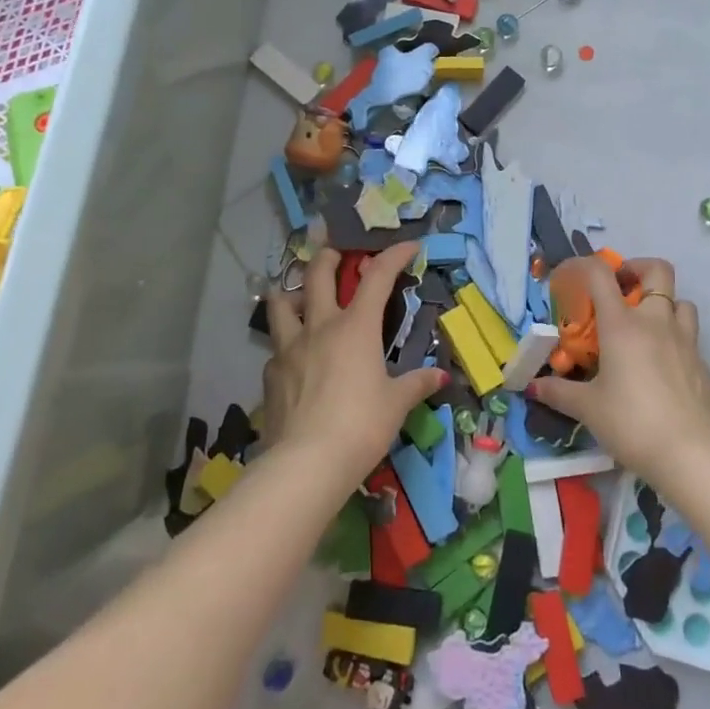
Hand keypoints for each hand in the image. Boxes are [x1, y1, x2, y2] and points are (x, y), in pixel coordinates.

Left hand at [263, 242, 446, 486]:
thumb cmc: (362, 426)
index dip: (394, 255)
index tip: (408, 245)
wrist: (307, 463)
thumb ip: (416, 384)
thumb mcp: (396, 404)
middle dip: (328, 256)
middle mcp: (320, 326)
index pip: (378, 277)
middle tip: (335, 252)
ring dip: (291, 293)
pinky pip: (276, 348)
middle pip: (318, 274)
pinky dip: (286, 346)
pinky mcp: (269, 375)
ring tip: (299, 298)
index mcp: (356, 326)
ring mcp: (289, 348)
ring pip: (280, 304)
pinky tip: (294, 361)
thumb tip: (439, 377)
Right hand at [529, 256, 709, 485]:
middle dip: (638, 270)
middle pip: (657, 270)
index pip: (601, 274)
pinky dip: (675, 339)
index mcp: (622, 324)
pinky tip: (663, 367)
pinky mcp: (703, 364)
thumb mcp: (587, 408)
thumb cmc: (631, 422)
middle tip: (621, 290)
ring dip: (663, 304)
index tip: (572, 277)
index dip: (584, 265)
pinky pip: (690, 337)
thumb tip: (533, 387)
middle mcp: (656, 321)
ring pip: (681, 301)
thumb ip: (559, 392)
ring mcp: (685, 340)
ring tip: (646, 327)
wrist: (689, 455)